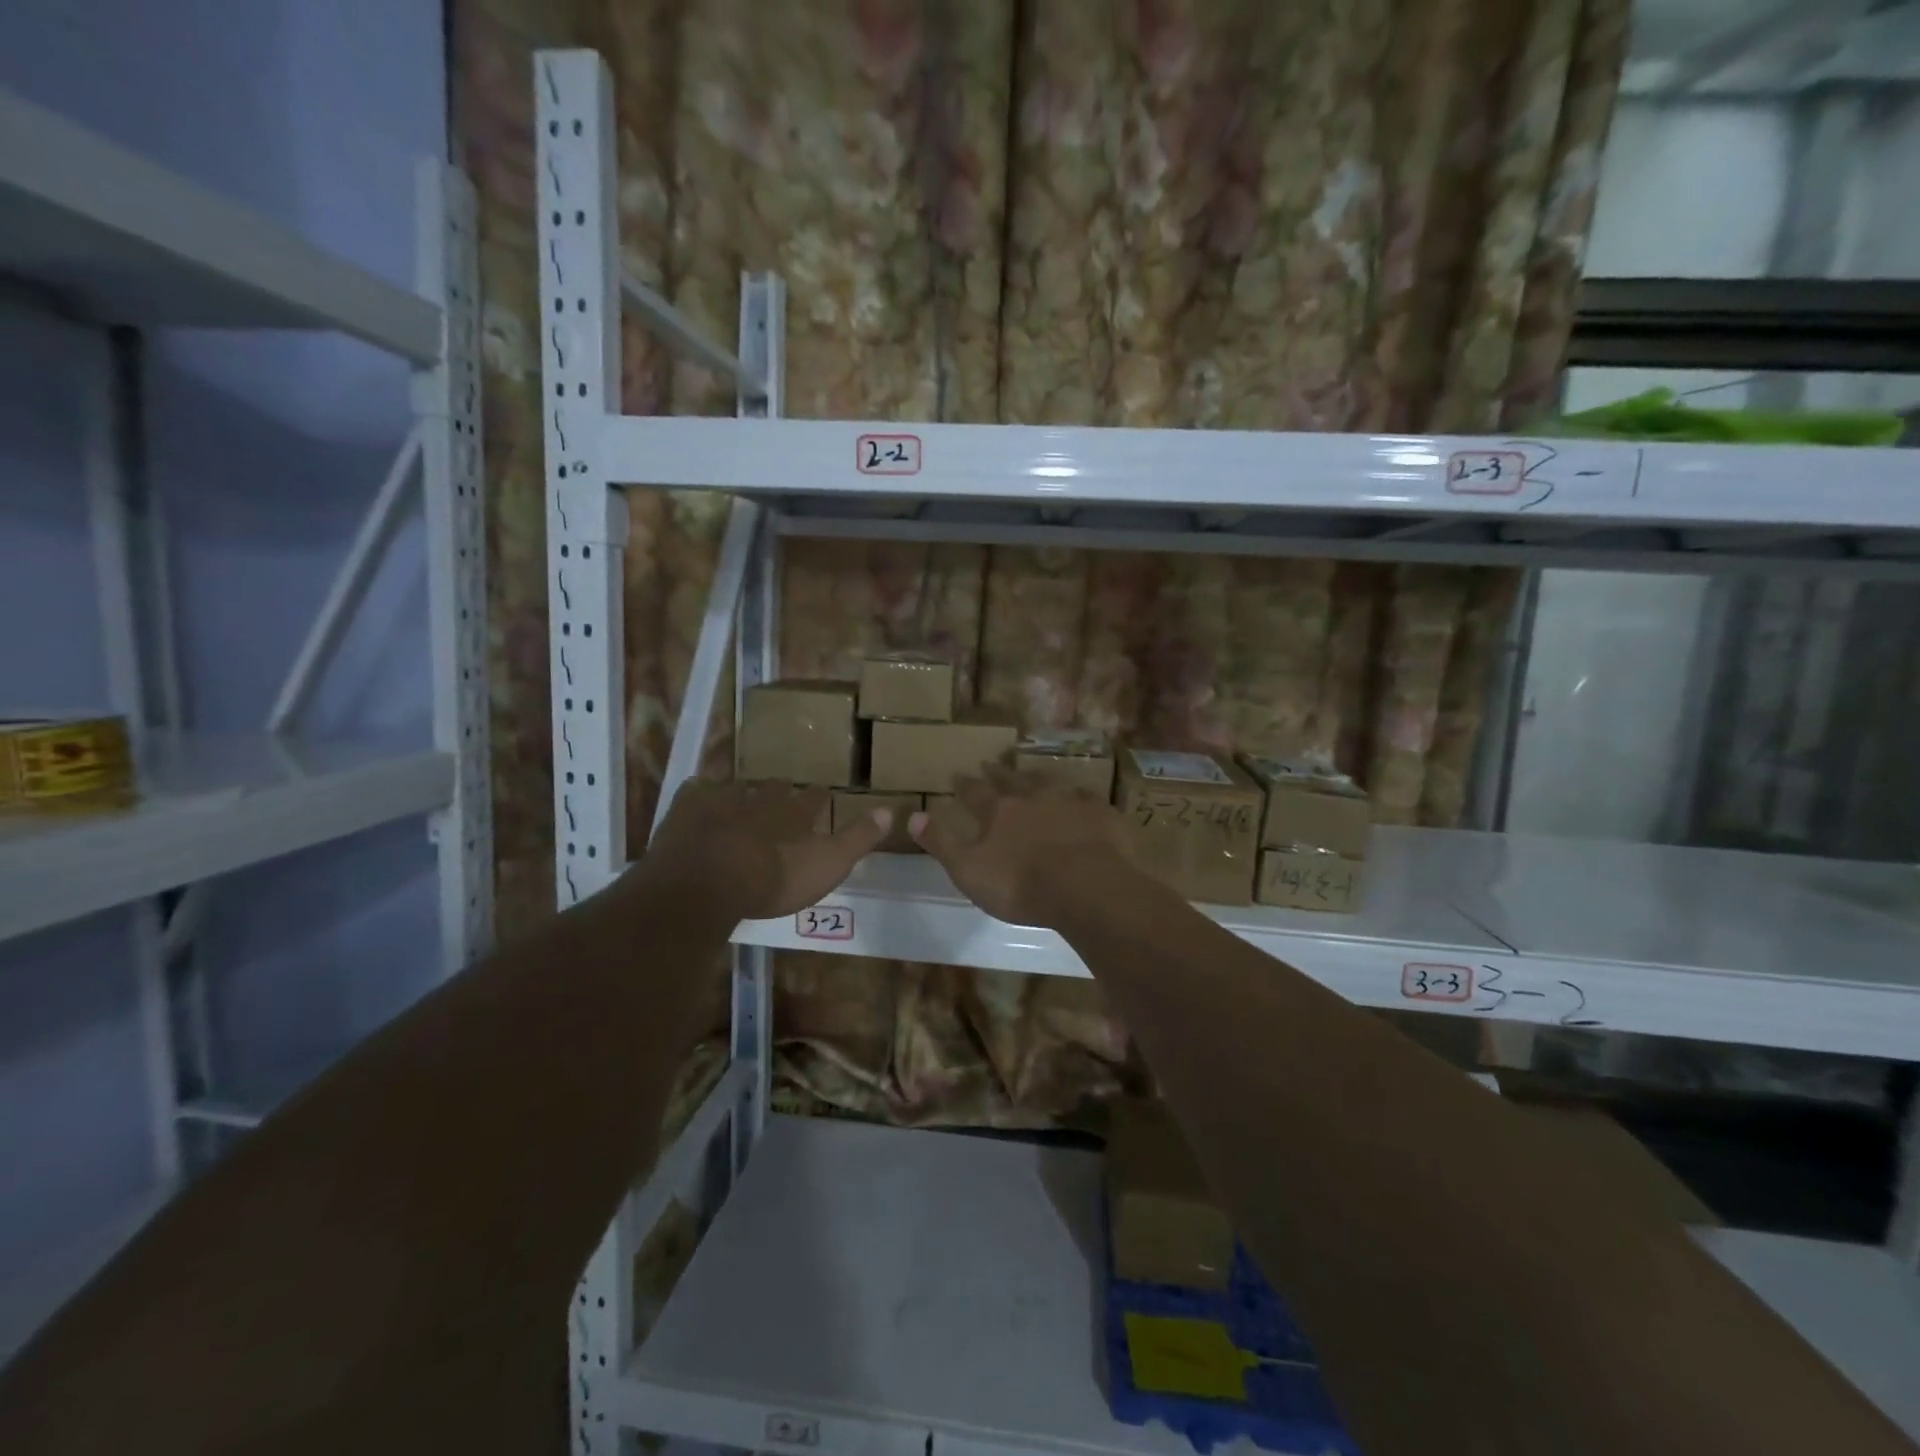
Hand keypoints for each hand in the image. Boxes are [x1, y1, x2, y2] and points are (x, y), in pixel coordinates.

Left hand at [638, 779, 888, 920]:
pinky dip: (702, 790)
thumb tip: (890, 810)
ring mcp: (723, 800)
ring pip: (739, 787)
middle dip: (781, 791)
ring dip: (743, 790)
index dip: (820, 798)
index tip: (823, 794)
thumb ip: (857, 838)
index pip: (815, 799)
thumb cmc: (772, 878)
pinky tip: (700, 792)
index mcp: (795, 813)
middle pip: (776, 789)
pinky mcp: (688, 808)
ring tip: (745, 794)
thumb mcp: (827, 864)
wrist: (707, 882)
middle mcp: (762, 798)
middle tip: (783, 792)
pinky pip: (698, 789)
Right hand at [911, 766, 1132, 926]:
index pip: (975, 792)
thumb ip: (941, 843)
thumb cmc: (1021, 885)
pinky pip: (1085, 797)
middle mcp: (1031, 798)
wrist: (1087, 887)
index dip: (964, 784)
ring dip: (1034, 776)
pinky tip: (1079, 796)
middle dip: (997, 773)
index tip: (957, 774)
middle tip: (988, 763)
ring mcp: (1068, 802)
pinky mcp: (1099, 813)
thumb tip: (912, 816)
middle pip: (1010, 781)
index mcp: (998, 812)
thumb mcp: (969, 871)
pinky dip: (1077, 795)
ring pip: (1047, 782)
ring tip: (1029, 773)